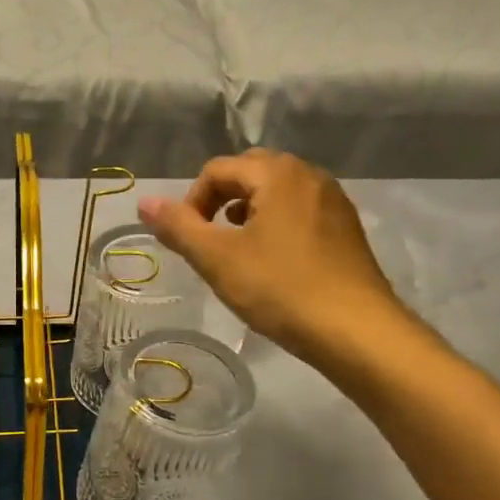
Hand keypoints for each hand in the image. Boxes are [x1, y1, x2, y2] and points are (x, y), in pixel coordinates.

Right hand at [139, 150, 411, 362]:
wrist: (355, 330)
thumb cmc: (280, 289)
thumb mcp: (218, 259)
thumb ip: (179, 227)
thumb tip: (144, 202)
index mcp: (277, 174)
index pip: (219, 170)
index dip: (192, 201)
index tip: (187, 241)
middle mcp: (309, 176)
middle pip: (252, 173)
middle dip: (222, 201)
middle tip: (211, 241)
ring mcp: (334, 202)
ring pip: (279, 193)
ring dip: (250, 213)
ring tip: (240, 253)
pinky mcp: (347, 230)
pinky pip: (302, 213)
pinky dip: (278, 226)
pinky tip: (276, 265)